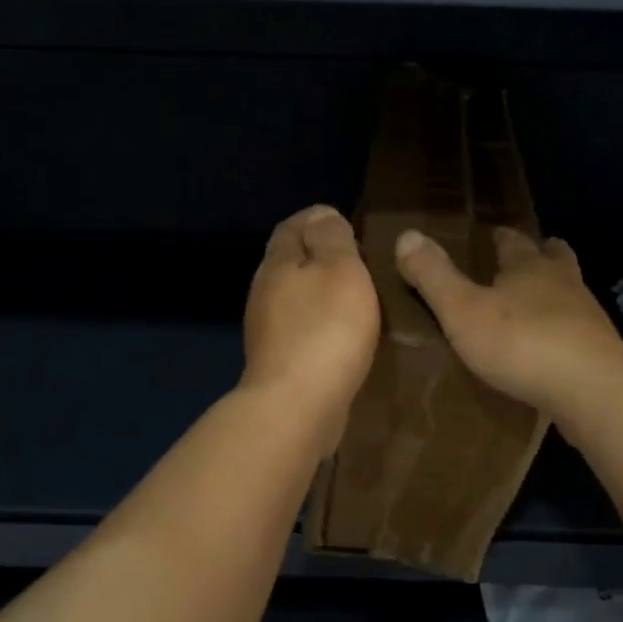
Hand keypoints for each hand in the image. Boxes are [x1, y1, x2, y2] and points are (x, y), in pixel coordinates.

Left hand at [241, 206, 380, 446]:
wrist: (296, 406)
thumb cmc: (325, 329)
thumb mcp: (341, 269)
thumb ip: (332, 238)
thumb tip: (321, 214)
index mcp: (277, 264)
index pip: (291, 227)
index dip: (316, 220)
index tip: (345, 224)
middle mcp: (264, 292)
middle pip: (290, 263)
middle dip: (318, 257)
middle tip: (357, 260)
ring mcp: (267, 331)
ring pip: (295, 298)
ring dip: (320, 294)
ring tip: (356, 297)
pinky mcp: (278, 363)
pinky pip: (301, 330)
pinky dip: (320, 324)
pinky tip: (342, 336)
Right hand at [394, 226, 622, 418]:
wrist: (593, 392)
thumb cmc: (521, 343)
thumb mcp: (462, 309)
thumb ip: (433, 275)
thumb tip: (406, 234)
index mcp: (529, 267)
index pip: (514, 241)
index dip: (501, 237)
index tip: (493, 234)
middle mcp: (564, 283)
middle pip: (555, 258)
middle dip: (541, 255)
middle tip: (528, 258)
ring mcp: (588, 318)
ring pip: (571, 293)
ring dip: (556, 293)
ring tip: (538, 305)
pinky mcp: (601, 354)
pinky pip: (579, 333)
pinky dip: (565, 332)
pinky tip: (554, 350)